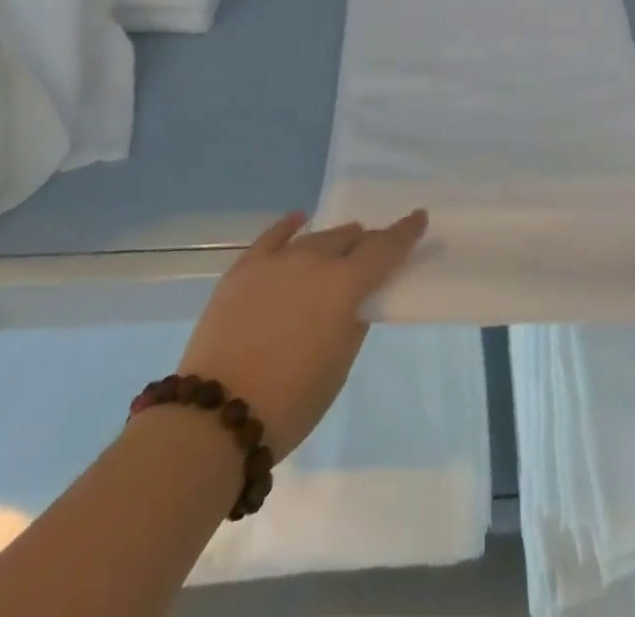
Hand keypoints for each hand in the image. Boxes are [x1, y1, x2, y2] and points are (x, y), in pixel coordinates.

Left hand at [178, 209, 426, 460]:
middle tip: (372, 249)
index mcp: (346, 285)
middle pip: (349, 238)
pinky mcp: (244, 269)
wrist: (216, 418)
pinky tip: (299, 220)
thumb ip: (352, 321)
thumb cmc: (290, 402)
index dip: (405, 232)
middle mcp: (316, 260)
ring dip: (333, 240)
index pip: (385, 249)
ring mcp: (277, 261)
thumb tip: (354, 301)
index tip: (418, 217)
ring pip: (316, 238)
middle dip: (365, 242)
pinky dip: (290, 227)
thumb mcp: (339, 365)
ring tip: (342, 243)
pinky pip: (272, 237)